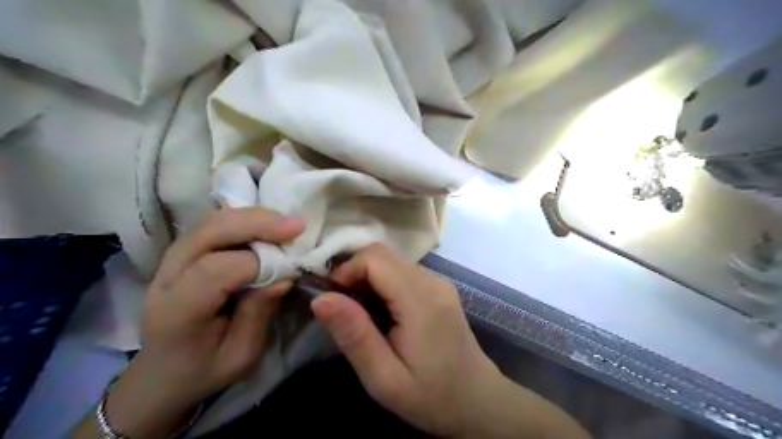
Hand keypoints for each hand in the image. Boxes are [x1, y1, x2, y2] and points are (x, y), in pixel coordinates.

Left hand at [101, 206, 301, 438]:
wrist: (162, 372)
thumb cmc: (204, 369)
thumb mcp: (241, 355)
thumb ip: (259, 313)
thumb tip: (285, 275)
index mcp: (178, 311)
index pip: (216, 270)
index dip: (258, 264)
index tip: (290, 269)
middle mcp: (166, 276)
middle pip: (210, 231)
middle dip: (258, 224)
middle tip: (297, 227)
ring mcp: (171, 259)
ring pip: (213, 220)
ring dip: (254, 217)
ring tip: (287, 225)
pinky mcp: (183, 251)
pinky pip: (214, 223)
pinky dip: (245, 219)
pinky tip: (267, 226)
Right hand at [308, 243, 589, 438]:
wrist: (478, 400)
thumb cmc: (431, 396)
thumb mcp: (384, 378)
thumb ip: (354, 335)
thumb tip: (321, 298)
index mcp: (421, 300)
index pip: (375, 259)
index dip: (346, 271)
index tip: (333, 300)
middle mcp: (432, 281)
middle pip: (382, 253)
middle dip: (354, 271)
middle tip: (342, 308)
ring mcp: (438, 282)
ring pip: (391, 260)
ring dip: (367, 278)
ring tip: (360, 314)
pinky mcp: (439, 288)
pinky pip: (402, 272)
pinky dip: (382, 283)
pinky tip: (381, 312)